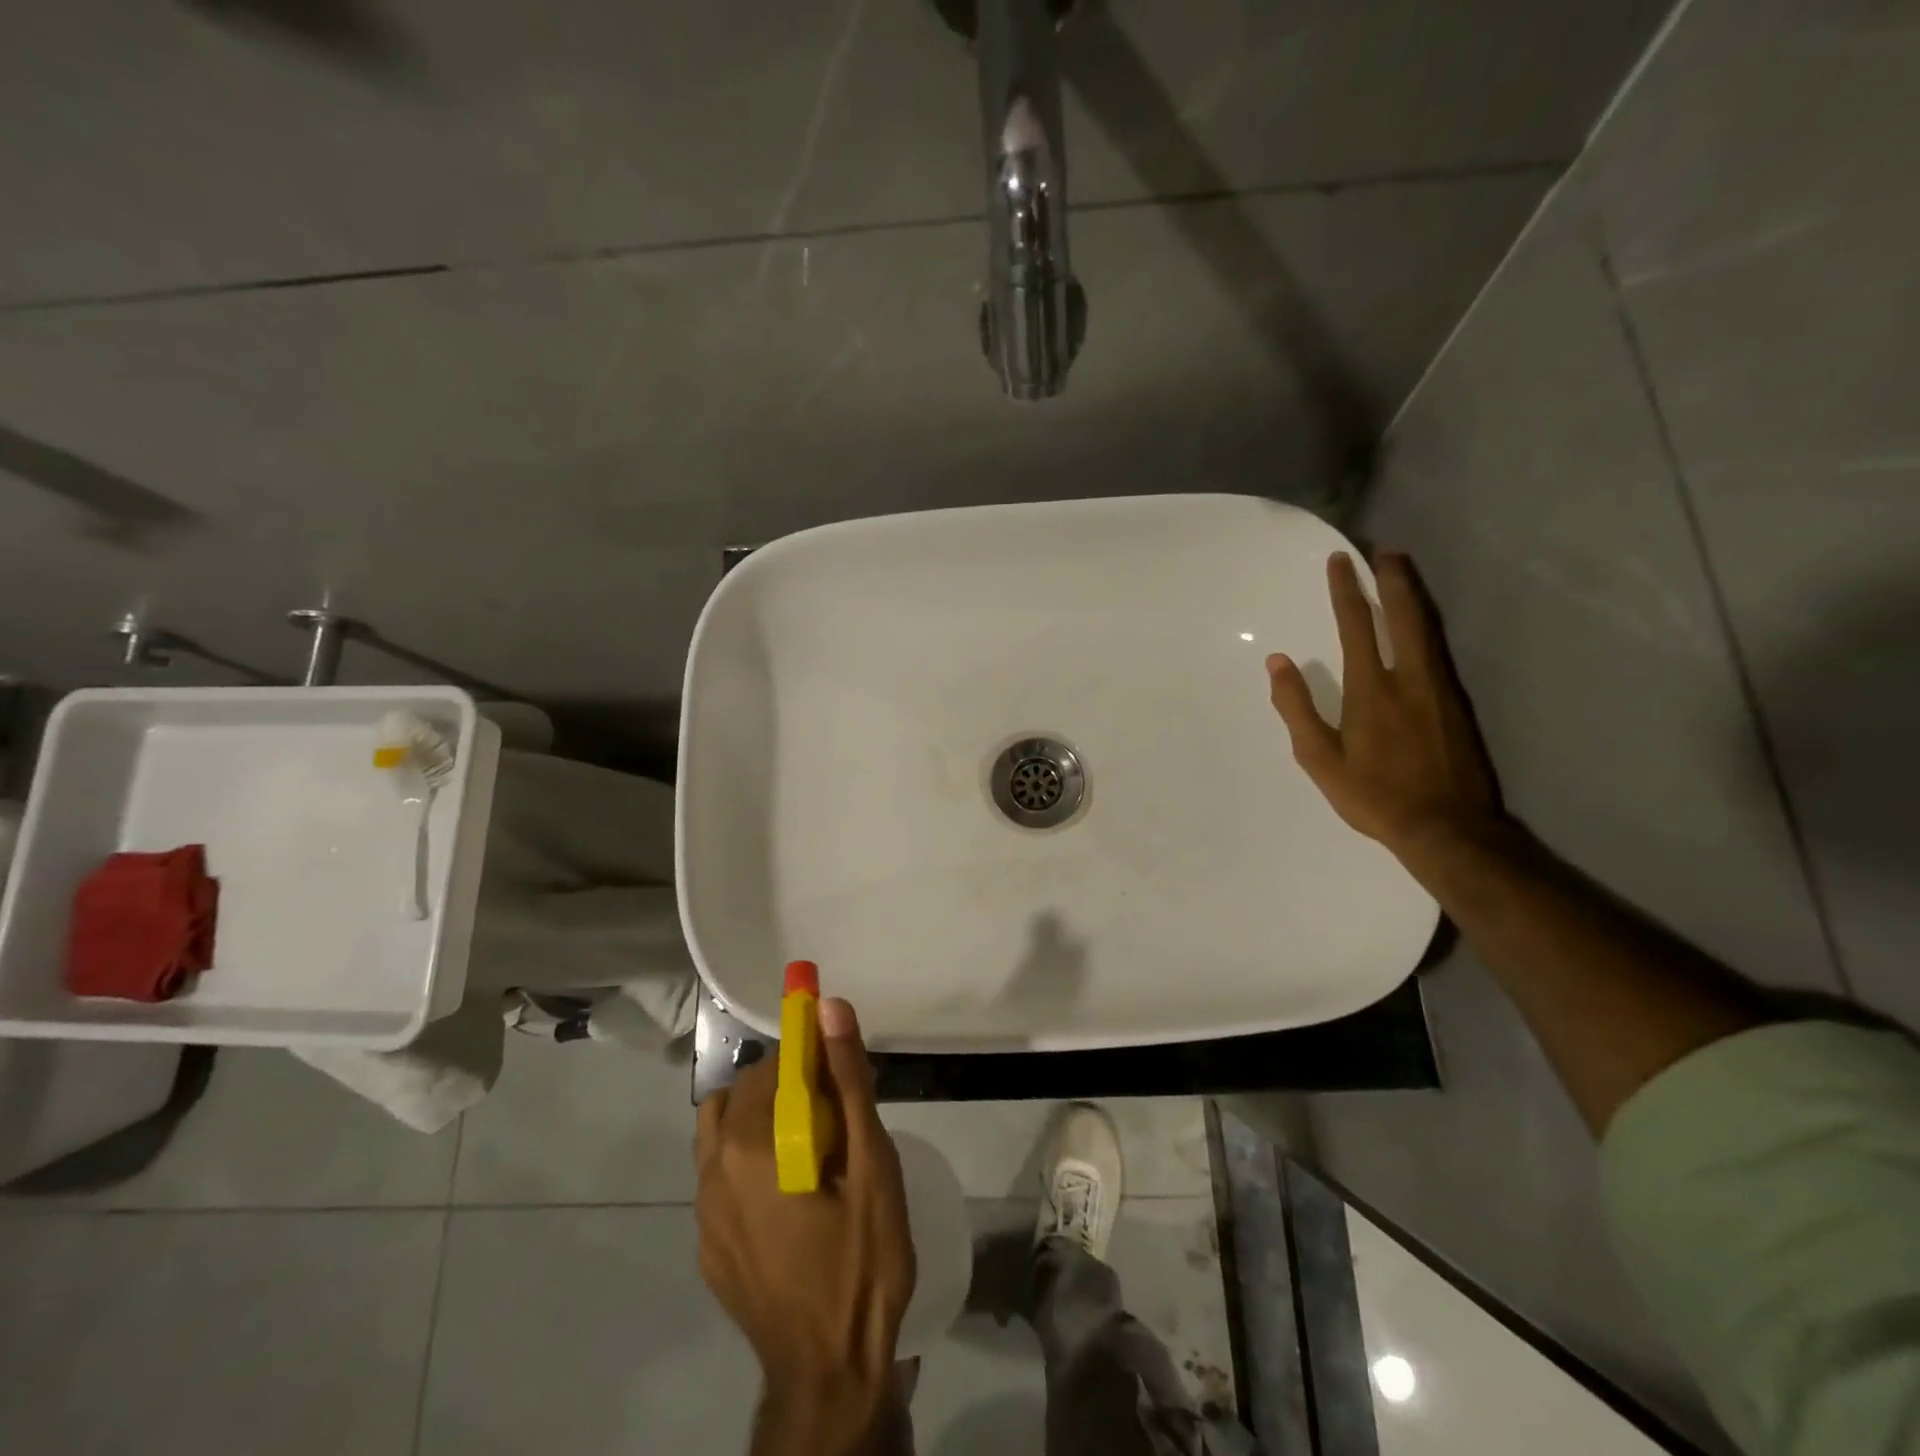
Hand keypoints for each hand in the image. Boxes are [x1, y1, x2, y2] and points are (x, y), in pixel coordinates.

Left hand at [696, 997, 914, 1455]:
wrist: (830, 1372)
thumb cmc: (861, 1259)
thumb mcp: (872, 1162)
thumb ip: (848, 1078)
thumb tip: (829, 1006)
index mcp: (750, 1142)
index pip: (775, 1063)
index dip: (811, 1056)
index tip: (841, 1074)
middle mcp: (712, 1168)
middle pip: (747, 1091)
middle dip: (789, 1085)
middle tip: (837, 1116)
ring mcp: (702, 1211)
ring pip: (723, 1128)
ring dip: (760, 1117)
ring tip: (808, 1149)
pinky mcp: (706, 1245)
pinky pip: (719, 1174)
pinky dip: (747, 1160)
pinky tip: (788, 1196)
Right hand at [1267, 550, 1502, 856]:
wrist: (1447, 827)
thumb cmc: (1373, 795)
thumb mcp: (1319, 758)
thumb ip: (1296, 707)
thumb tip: (1278, 662)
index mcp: (1371, 688)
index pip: (1357, 625)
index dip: (1347, 590)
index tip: (1341, 561)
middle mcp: (1409, 677)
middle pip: (1403, 614)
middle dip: (1392, 578)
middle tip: (1384, 550)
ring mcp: (1439, 687)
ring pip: (1427, 627)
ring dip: (1413, 594)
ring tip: (1402, 571)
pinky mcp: (1457, 702)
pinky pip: (1438, 647)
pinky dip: (1425, 622)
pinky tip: (1420, 622)